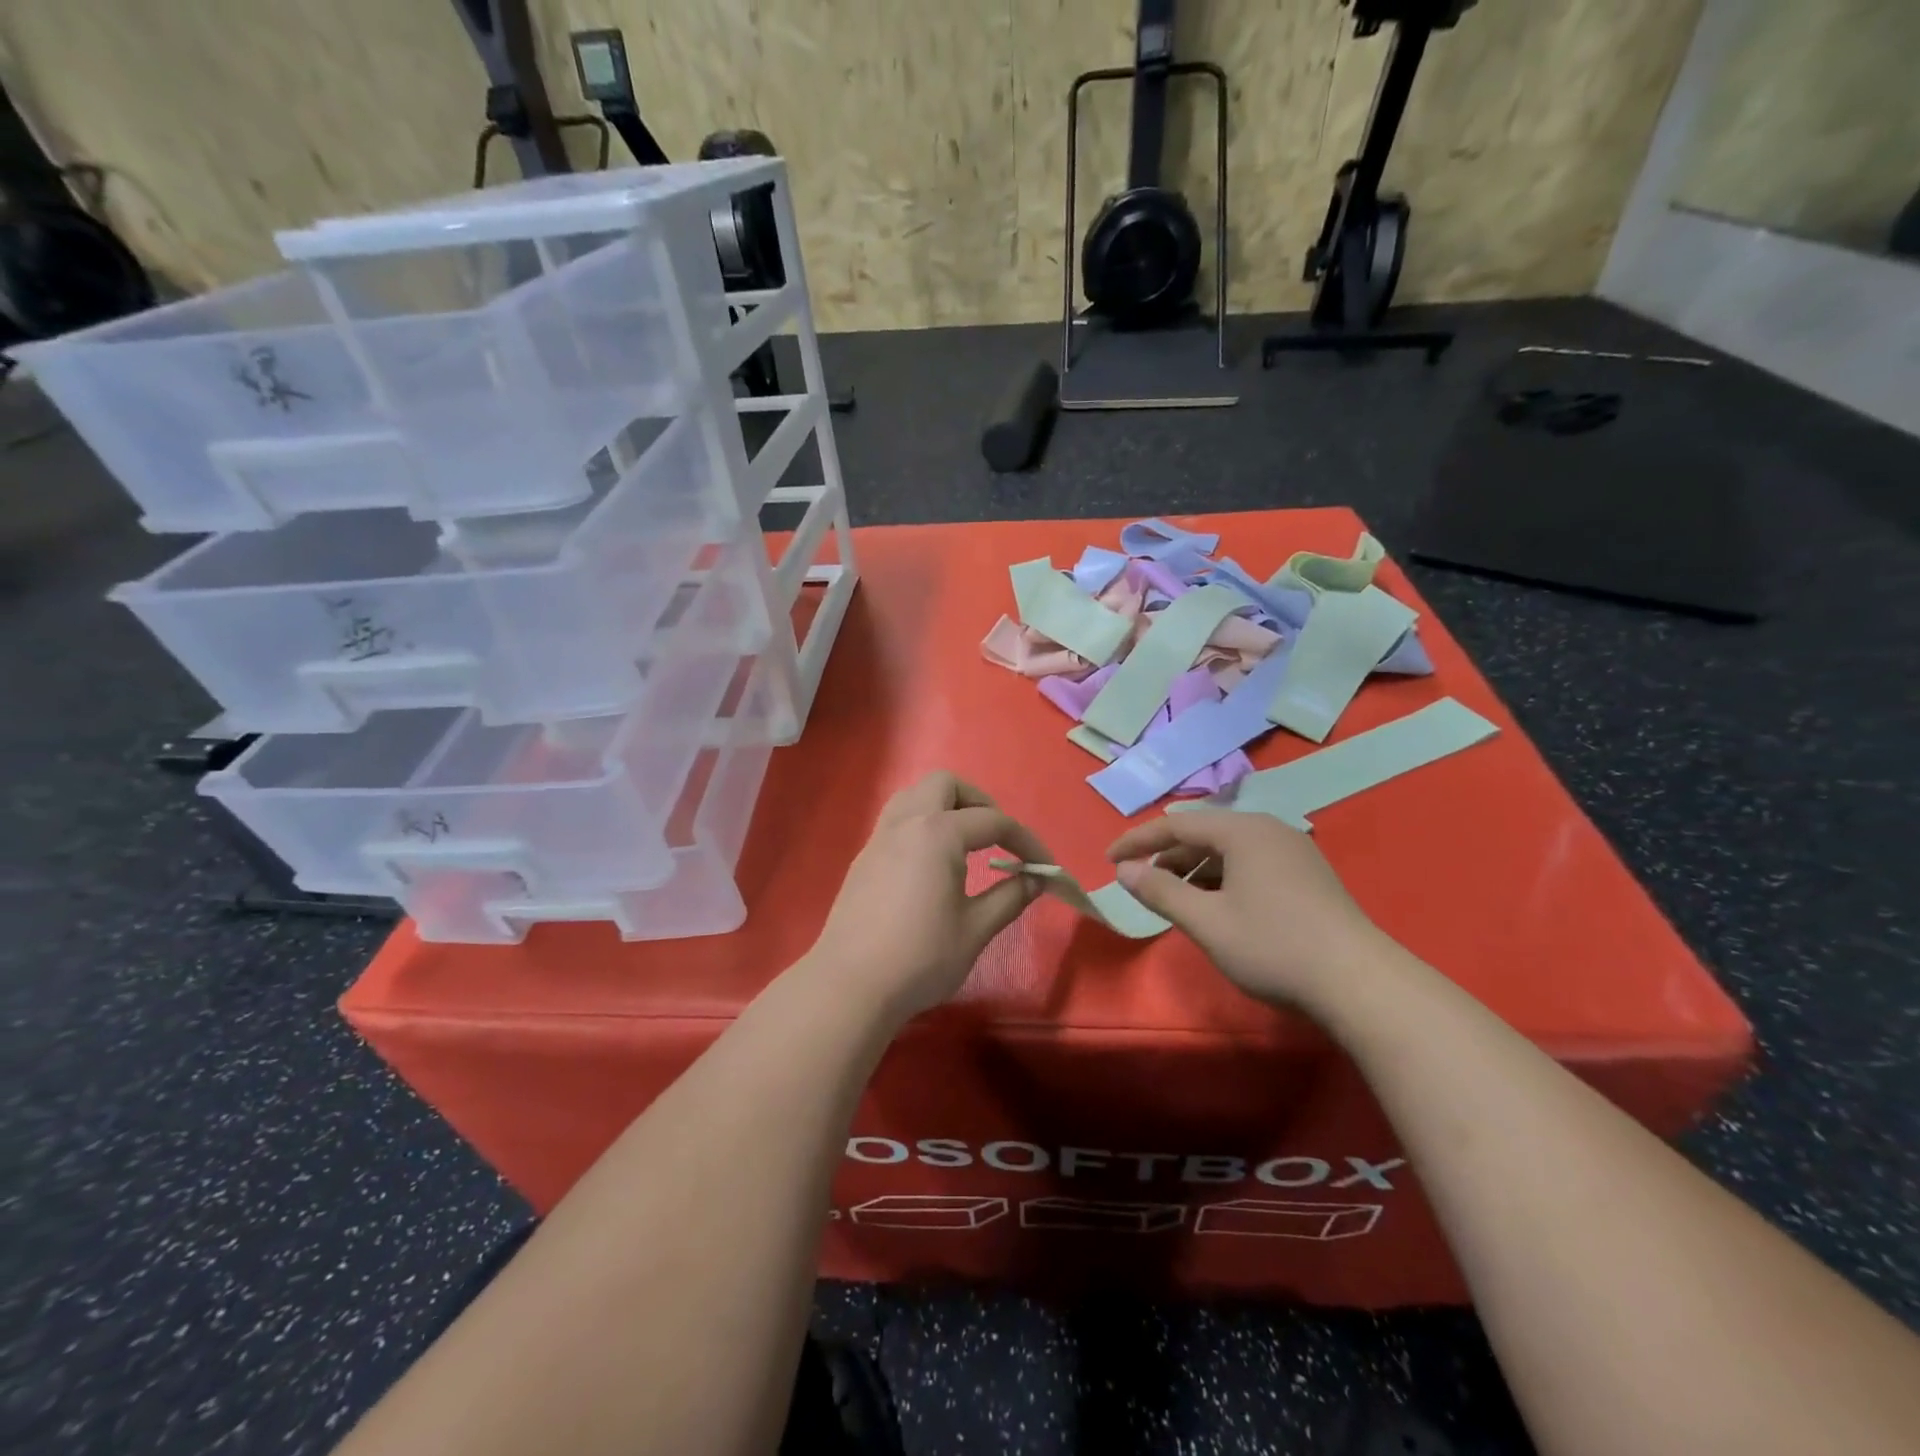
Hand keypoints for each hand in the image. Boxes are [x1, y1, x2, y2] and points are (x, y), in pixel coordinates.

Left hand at [809, 773, 1051, 1020]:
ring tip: (965, 842)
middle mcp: (906, 823)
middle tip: (997, 837)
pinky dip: (922, 825)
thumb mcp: (975, 929)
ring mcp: (879, 839)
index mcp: (937, 833)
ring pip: (914, 796)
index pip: (993, 822)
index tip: (1046, 867)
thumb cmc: (920, 957)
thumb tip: (1035, 879)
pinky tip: (932, 863)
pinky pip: (897, 820)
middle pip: (945, 785)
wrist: (850, 986)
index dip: (1026, 841)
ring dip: (945, 807)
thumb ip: (1009, 897)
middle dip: (979, 802)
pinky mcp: (864, 859)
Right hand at [1106, 811, 1391, 1007]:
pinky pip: (1251, 863)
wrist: (1361, 983)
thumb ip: (1160, 891)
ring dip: (1195, 869)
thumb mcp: (1206, 921)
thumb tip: (1125, 870)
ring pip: (1229, 850)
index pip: (1177, 824)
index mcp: (1243, 831)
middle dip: (1167, 856)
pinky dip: (1223, 878)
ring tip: (1176, 898)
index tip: (1110, 861)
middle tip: (1141, 883)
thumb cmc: (1273, 946)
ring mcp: (1293, 851)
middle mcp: (1269, 829)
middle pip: (1204, 833)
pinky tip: (1217, 906)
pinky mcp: (1308, 875)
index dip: (1138, 840)